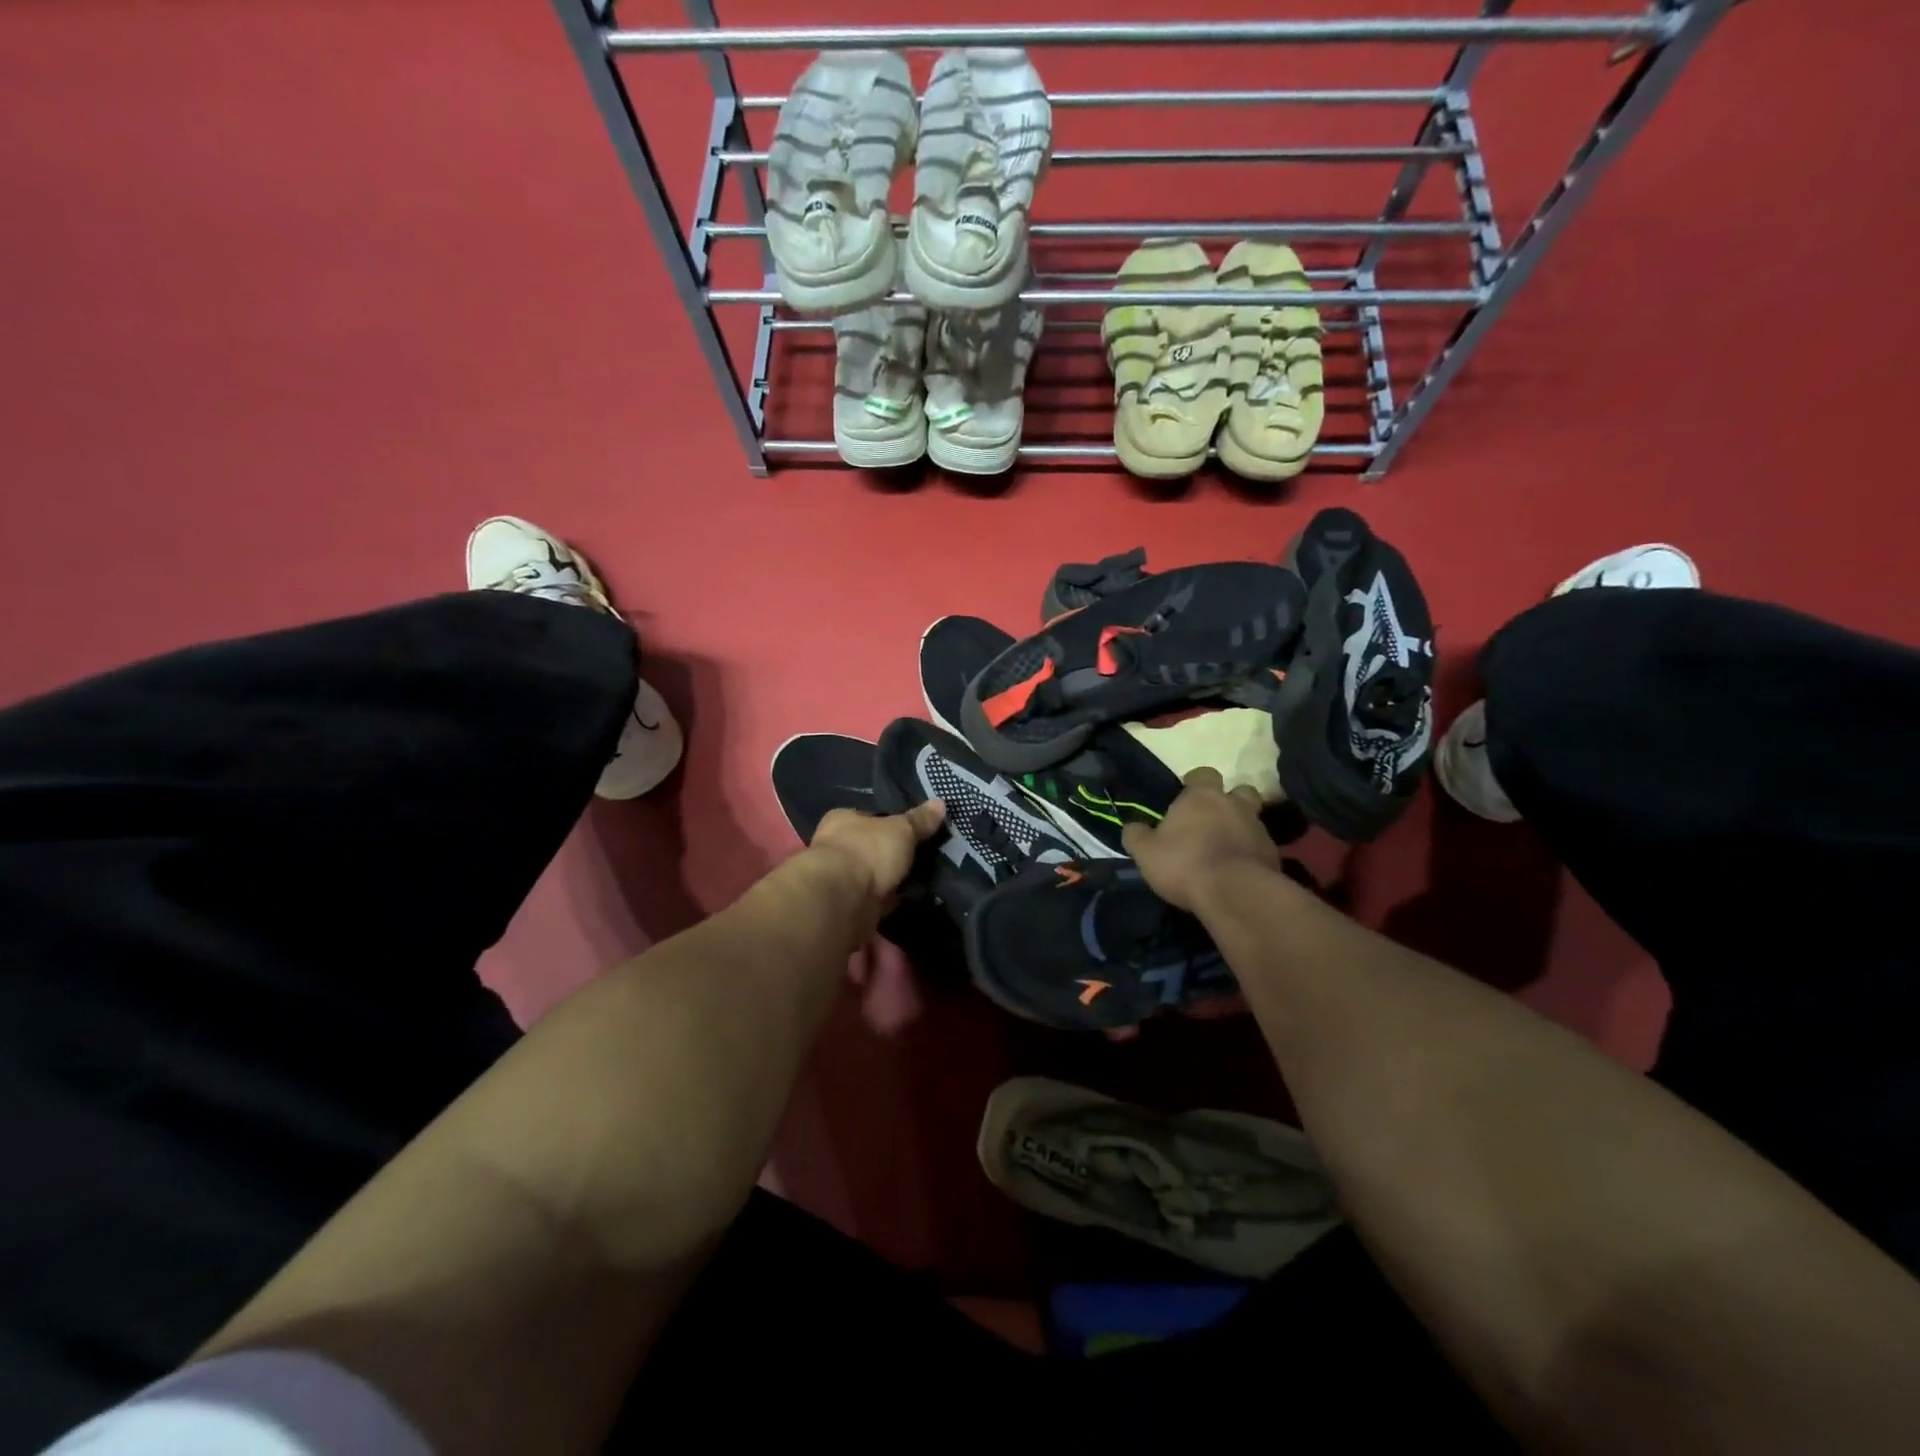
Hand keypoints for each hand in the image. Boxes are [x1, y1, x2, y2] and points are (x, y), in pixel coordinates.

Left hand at [809, 800, 945, 904]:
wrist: (842, 900)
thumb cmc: (868, 851)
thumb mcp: (901, 830)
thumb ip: (919, 820)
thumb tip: (940, 803)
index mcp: (842, 820)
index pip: (866, 817)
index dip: (887, 823)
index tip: (909, 832)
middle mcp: (835, 847)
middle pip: (868, 848)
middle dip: (888, 855)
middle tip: (919, 858)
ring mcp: (839, 880)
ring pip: (870, 876)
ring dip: (887, 881)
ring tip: (919, 881)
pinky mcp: (846, 907)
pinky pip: (873, 901)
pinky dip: (887, 902)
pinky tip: (907, 902)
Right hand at [1122, 767, 1278, 911]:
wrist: (1236, 894)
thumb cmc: (1185, 864)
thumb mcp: (1145, 852)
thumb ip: (1136, 835)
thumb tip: (1132, 826)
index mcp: (1202, 797)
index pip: (1203, 773)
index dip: (1196, 783)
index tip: (1186, 797)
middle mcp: (1234, 805)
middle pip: (1239, 791)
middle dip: (1230, 801)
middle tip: (1214, 820)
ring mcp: (1259, 829)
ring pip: (1253, 819)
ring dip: (1242, 828)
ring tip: (1227, 848)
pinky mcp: (1274, 855)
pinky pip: (1261, 847)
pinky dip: (1252, 854)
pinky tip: (1239, 871)